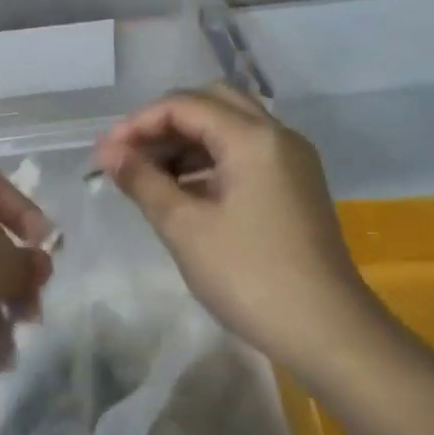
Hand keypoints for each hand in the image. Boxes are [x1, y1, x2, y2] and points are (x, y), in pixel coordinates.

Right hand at [95, 86, 386, 379]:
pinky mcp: (296, 186)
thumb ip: (144, 182)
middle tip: (131, 155)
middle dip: (166, 123)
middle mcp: (278, 136)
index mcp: (253, 138)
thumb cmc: (249, 276)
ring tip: (149, 176)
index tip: (106, 154)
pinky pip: (247, 154)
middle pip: (213, 103)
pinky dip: (211, 161)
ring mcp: (292, 161)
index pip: (185, 105)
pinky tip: (185, 191)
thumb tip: (108, 153)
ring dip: (188, 142)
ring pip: (231, 128)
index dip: (139, 124)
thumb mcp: (185, 229)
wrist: (327, 331)